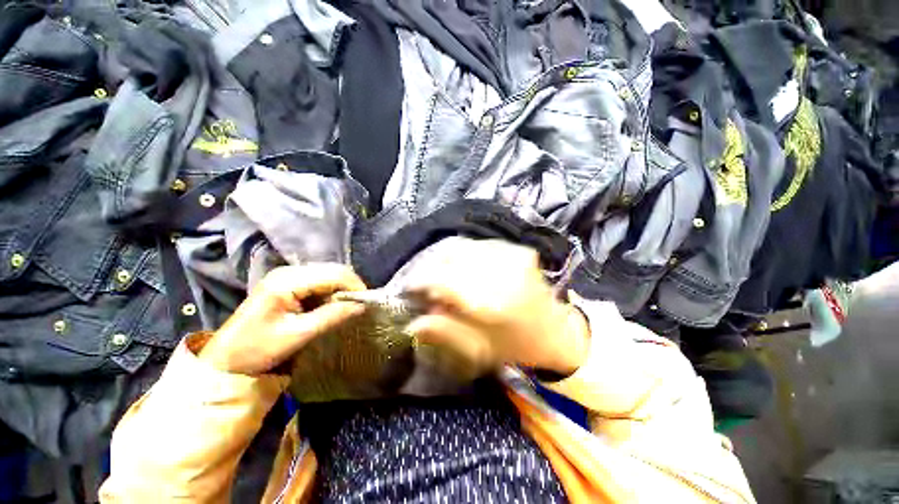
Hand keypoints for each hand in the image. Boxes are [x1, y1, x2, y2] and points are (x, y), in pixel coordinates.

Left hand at [200, 264, 366, 374]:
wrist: (227, 360)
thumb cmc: (258, 349)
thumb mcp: (298, 334)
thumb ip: (332, 316)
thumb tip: (362, 305)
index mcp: (287, 281)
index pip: (333, 274)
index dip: (354, 286)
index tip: (366, 303)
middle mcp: (289, 271)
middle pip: (332, 270)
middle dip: (350, 286)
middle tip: (359, 305)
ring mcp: (287, 275)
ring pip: (328, 274)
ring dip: (341, 289)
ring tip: (348, 306)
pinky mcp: (288, 283)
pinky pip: (320, 281)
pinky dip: (331, 291)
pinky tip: (332, 304)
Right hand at [405, 239, 589, 376]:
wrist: (557, 332)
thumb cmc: (517, 346)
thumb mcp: (478, 349)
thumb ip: (444, 331)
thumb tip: (413, 322)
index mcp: (492, 304)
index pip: (444, 280)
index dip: (421, 280)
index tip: (410, 288)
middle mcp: (502, 272)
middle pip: (452, 256)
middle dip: (433, 268)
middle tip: (429, 285)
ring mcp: (513, 255)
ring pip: (464, 247)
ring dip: (448, 260)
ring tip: (446, 277)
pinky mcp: (519, 249)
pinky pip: (480, 245)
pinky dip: (466, 255)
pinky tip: (467, 269)